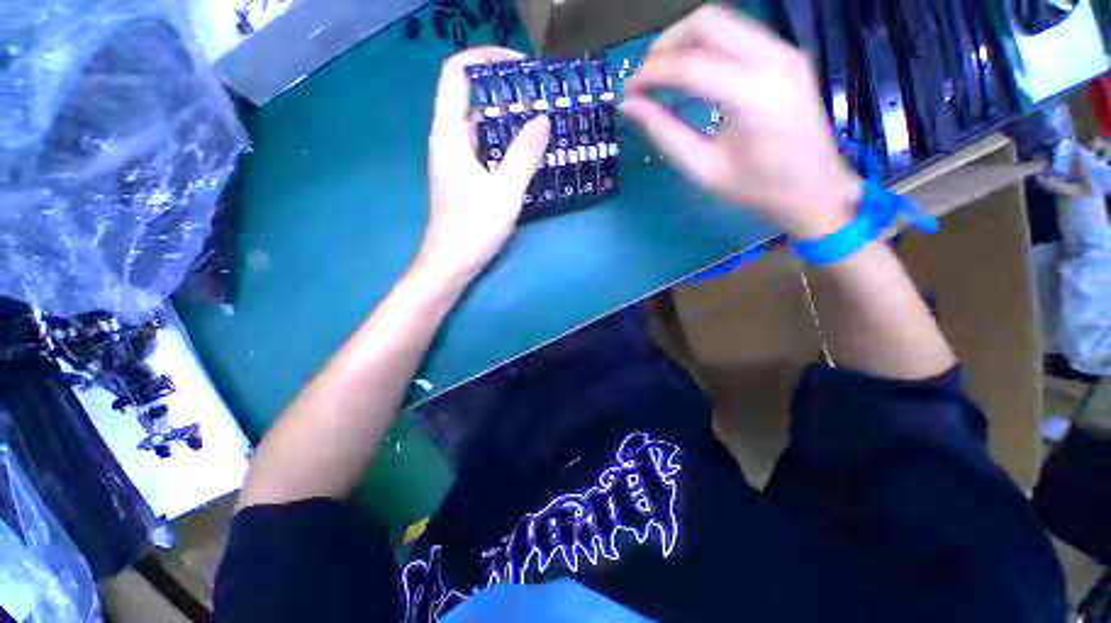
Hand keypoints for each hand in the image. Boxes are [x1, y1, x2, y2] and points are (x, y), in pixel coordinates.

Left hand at [420, 47, 550, 282]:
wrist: (451, 263)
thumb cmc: (473, 229)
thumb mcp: (504, 192)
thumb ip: (524, 155)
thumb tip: (543, 120)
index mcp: (450, 135)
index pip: (458, 75)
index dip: (486, 59)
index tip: (521, 68)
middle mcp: (450, 141)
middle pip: (473, 99)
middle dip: (507, 93)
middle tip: (543, 99)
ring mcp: (458, 161)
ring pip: (483, 128)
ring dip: (510, 121)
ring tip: (543, 123)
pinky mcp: (466, 178)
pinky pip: (487, 150)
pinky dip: (506, 145)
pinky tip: (529, 154)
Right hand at [622, 5, 860, 239]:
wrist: (815, 189)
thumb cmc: (756, 190)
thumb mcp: (703, 170)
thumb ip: (665, 134)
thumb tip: (631, 107)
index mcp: (754, 96)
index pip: (690, 66)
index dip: (650, 74)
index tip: (627, 92)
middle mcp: (774, 59)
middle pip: (707, 22)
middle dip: (666, 45)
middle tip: (644, 79)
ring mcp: (785, 50)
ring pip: (723, 20)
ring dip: (684, 42)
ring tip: (662, 76)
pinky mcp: (786, 53)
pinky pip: (737, 33)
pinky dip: (706, 46)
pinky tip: (691, 73)